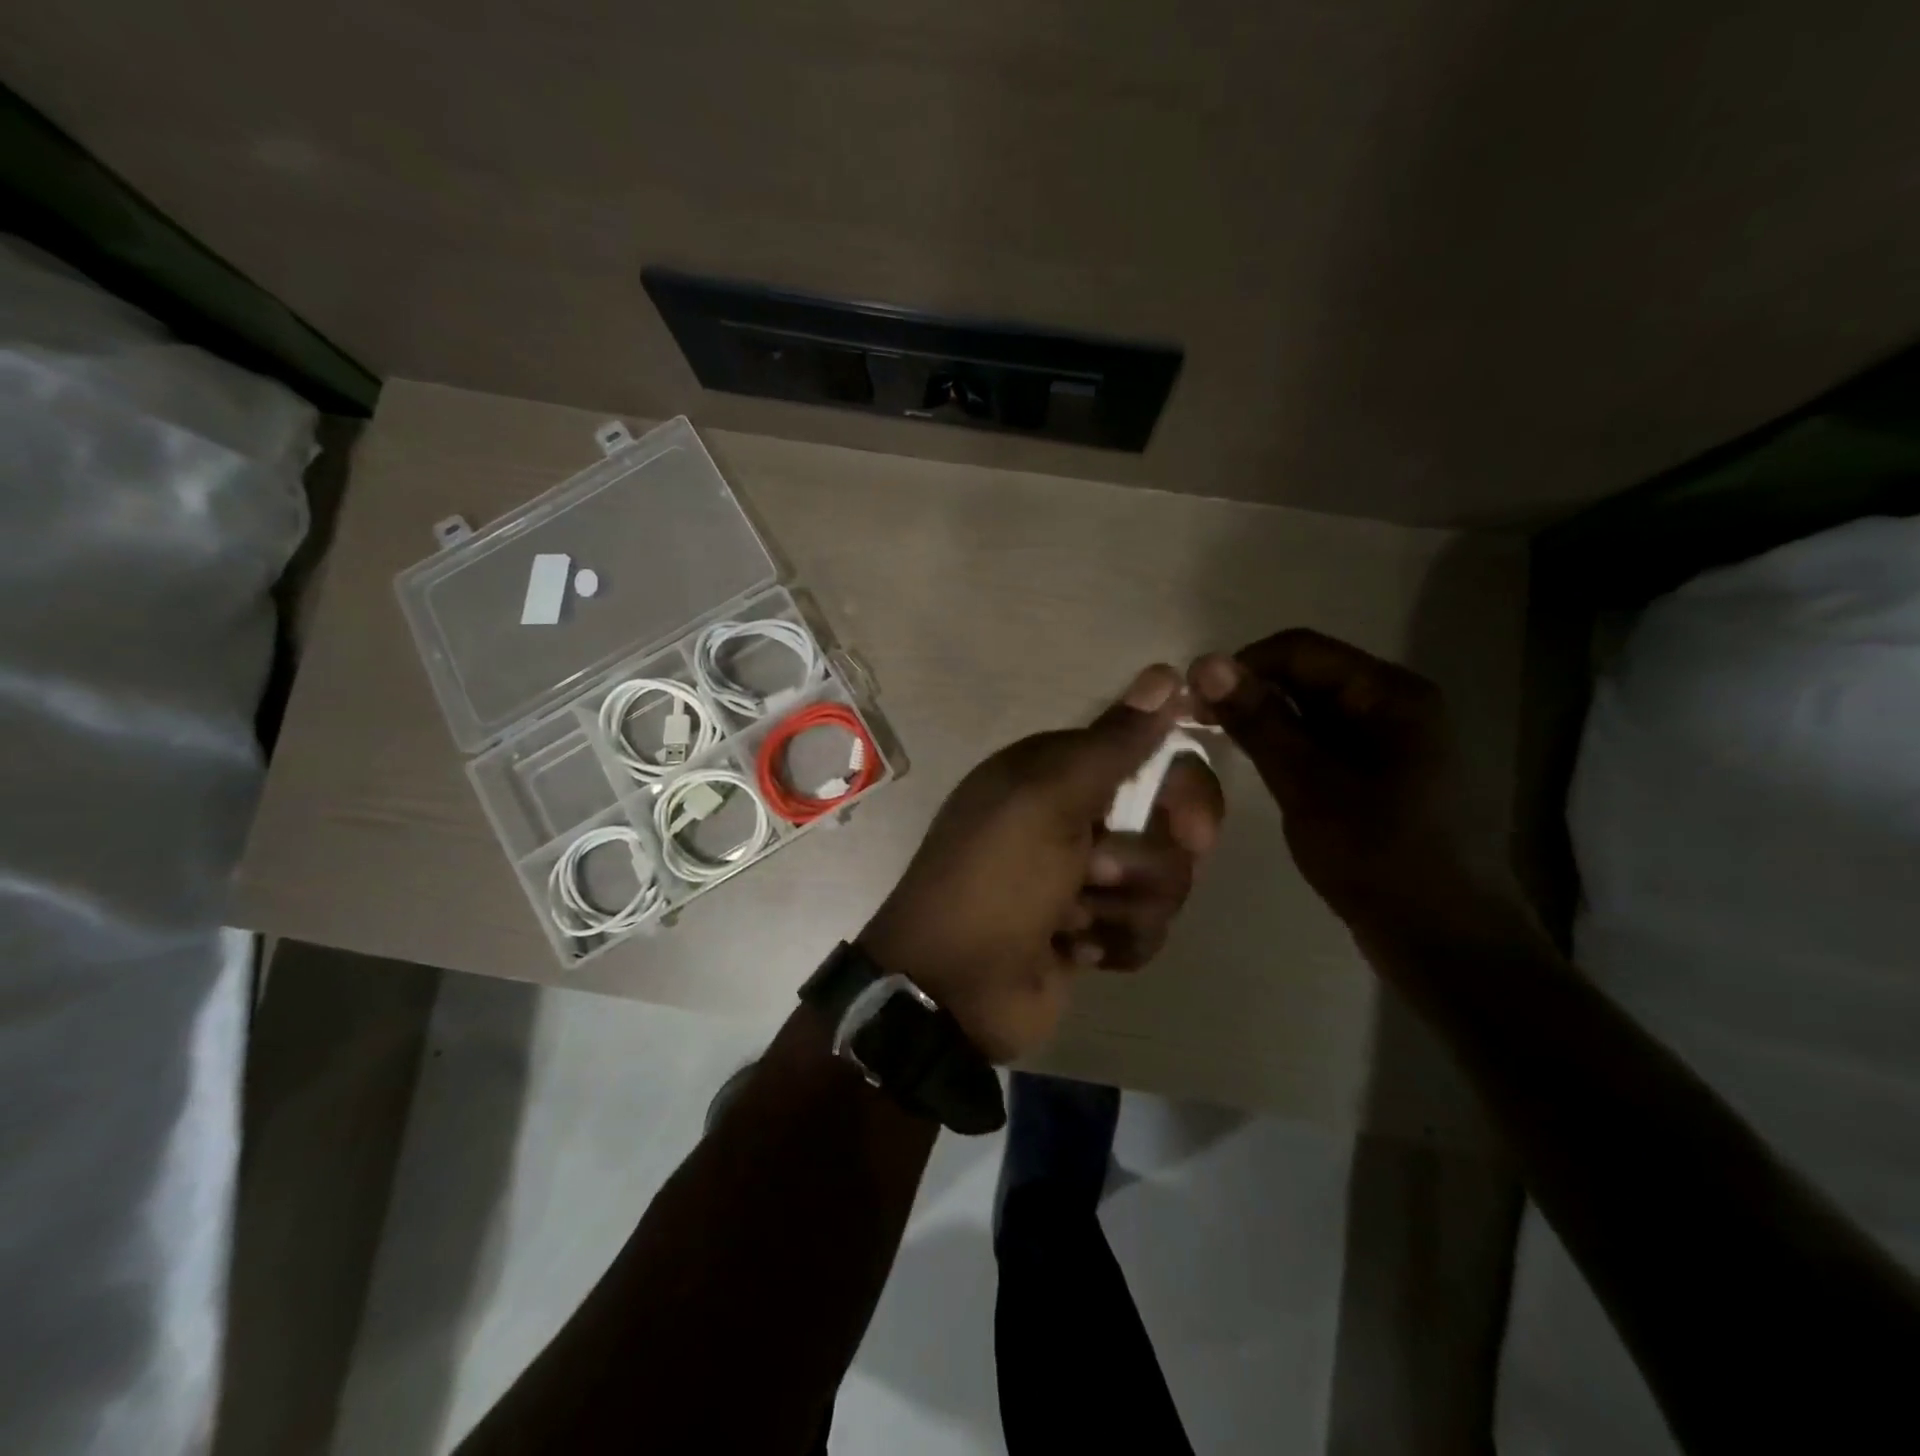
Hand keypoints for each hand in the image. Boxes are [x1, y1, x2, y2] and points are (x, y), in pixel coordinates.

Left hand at [859, 665, 1224, 1062]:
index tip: (1189, 824)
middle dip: (1146, 863)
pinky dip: (1112, 942)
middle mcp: (1078, 817)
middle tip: (1106, 878)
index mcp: (1060, 773)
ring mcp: (1088, 878)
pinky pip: (1145, 930)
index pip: (1155, 759)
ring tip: (1067, 920)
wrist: (953, 988)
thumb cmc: (997, 878)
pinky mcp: (1095, 931)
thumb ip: (1112, 742)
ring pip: (1162, 884)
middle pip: (1170, 827)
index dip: (1183, 789)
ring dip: (1120, 909)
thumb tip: (1165, 672)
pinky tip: (1070, 949)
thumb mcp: (1048, 798)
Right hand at [1188, 629, 1524, 952]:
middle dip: (1251, 694)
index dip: (1241, 666)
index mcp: (1393, 695)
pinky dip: (1289, 749)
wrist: (1449, 945)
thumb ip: (1260, 722)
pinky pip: (1326, 744)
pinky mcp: (1385, 777)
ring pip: (1314, 712)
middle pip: (1309, 676)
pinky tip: (1260, 771)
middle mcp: (1399, 706)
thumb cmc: (1381, 860)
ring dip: (1266, 723)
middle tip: (1196, 727)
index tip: (1191, 701)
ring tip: (1220, 749)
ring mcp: (1395, 743)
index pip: (1301, 650)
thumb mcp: (1309, 787)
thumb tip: (1207, 664)